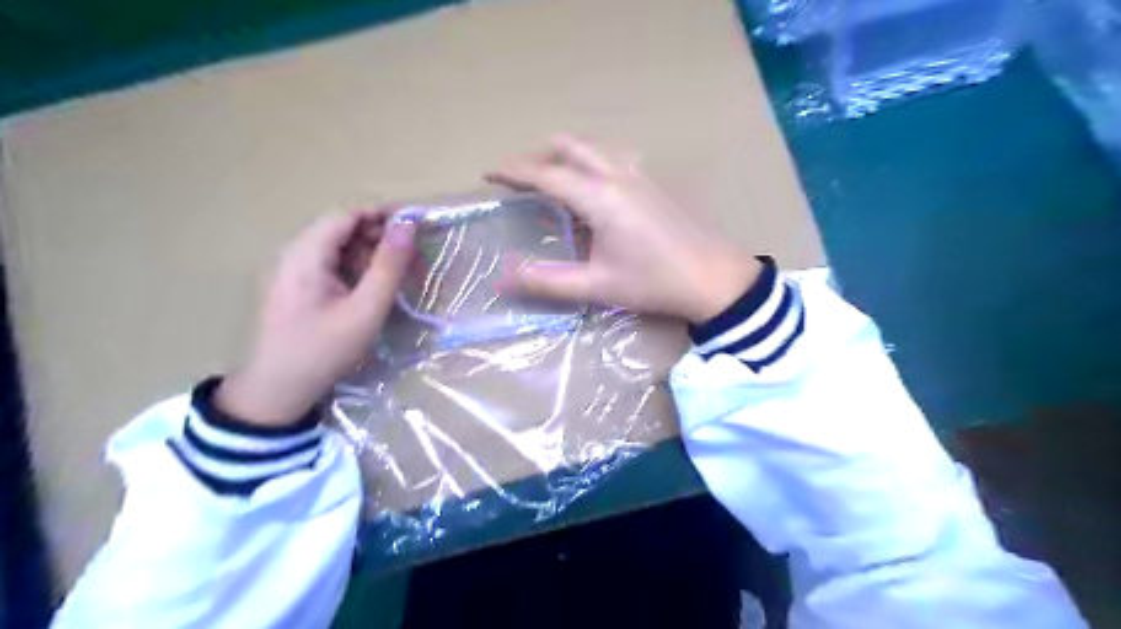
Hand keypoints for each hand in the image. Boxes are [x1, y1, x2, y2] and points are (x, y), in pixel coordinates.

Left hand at [213, 211, 416, 428]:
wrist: (279, 389)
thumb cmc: (324, 350)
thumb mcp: (365, 310)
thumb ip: (388, 267)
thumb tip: (408, 226)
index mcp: (306, 254)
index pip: (347, 214)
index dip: (383, 214)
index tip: (416, 226)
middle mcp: (295, 253)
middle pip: (342, 227)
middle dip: (379, 233)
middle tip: (411, 254)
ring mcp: (294, 269)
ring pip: (338, 245)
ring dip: (370, 251)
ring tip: (398, 270)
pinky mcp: (298, 285)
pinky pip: (332, 263)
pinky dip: (357, 266)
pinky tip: (374, 285)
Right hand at [488, 139, 757, 322]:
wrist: (714, 278)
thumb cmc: (654, 282)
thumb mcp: (597, 286)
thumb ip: (548, 282)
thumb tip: (503, 280)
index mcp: (600, 197)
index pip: (546, 174)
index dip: (513, 171)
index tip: (488, 173)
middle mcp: (617, 175)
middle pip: (569, 146)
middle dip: (538, 155)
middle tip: (518, 178)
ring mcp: (639, 175)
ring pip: (593, 148)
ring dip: (565, 155)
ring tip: (551, 180)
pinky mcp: (652, 183)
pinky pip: (612, 157)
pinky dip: (589, 161)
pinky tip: (593, 187)